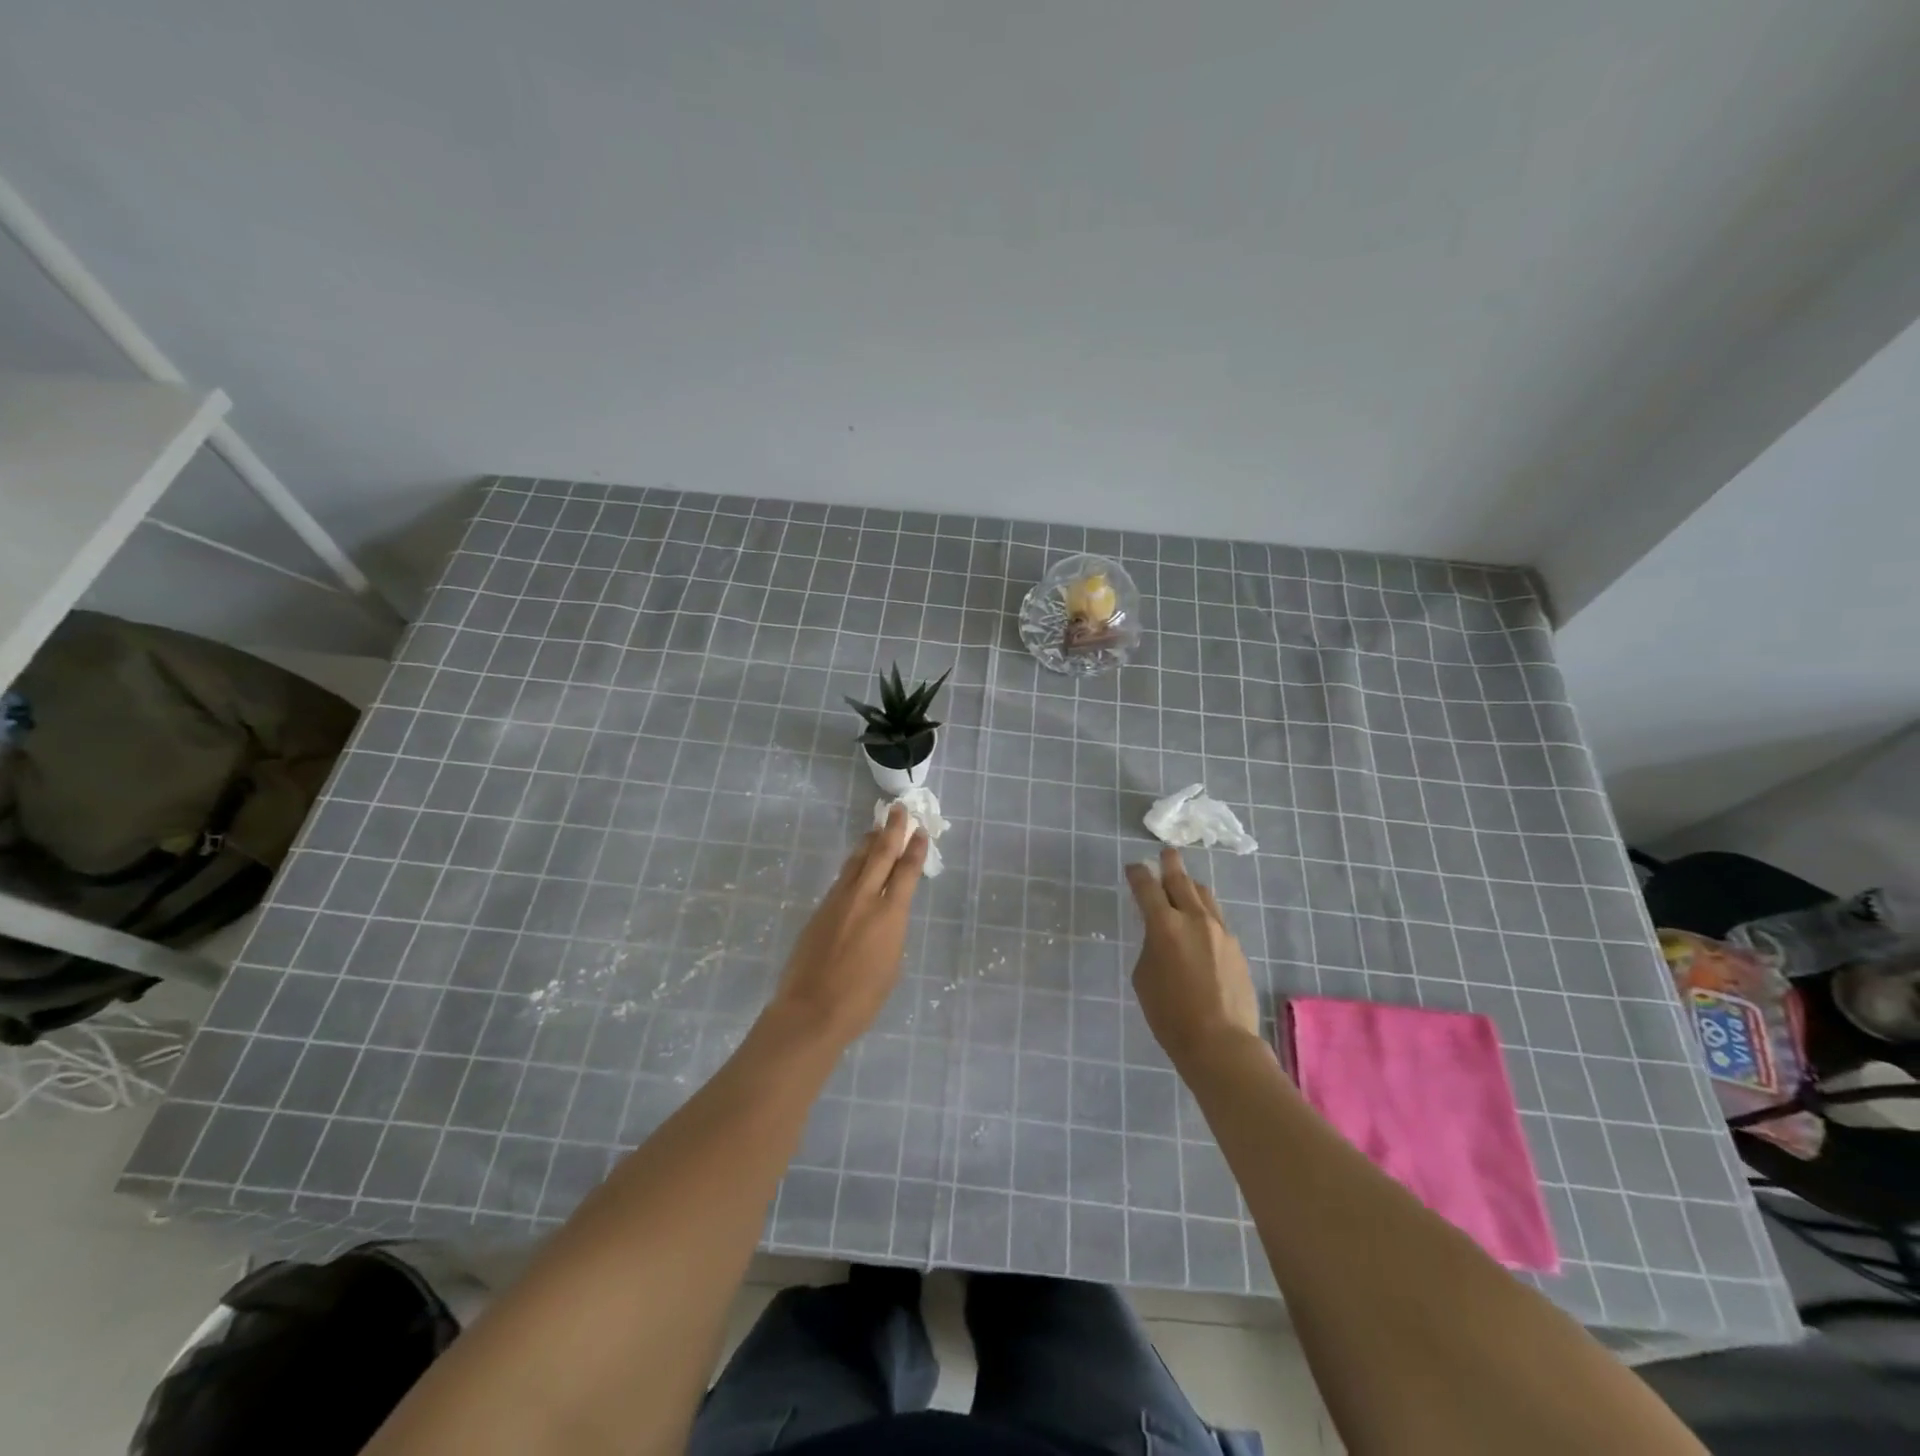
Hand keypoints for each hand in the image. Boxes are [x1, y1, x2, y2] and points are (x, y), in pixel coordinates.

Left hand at [768, 804, 928, 1046]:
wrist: (811, 1010)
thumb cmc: (862, 999)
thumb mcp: (891, 965)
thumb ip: (891, 933)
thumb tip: (886, 918)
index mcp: (891, 914)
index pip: (907, 871)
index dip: (915, 849)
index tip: (920, 831)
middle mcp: (865, 898)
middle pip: (880, 854)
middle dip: (892, 830)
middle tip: (897, 810)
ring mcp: (838, 901)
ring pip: (857, 862)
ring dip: (868, 842)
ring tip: (875, 828)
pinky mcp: (820, 909)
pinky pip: (842, 879)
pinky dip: (853, 866)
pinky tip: (856, 866)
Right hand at [1125, 847, 1261, 1066]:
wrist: (1220, 1042)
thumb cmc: (1169, 1014)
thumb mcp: (1144, 976)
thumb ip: (1151, 946)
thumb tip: (1162, 937)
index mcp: (1164, 925)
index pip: (1147, 888)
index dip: (1138, 874)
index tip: (1133, 867)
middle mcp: (1194, 919)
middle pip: (1181, 881)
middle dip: (1171, 864)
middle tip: (1167, 853)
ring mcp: (1220, 932)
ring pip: (1205, 896)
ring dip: (1191, 886)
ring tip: (1185, 884)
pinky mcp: (1236, 948)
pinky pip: (1217, 920)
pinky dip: (1204, 913)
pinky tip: (1201, 925)